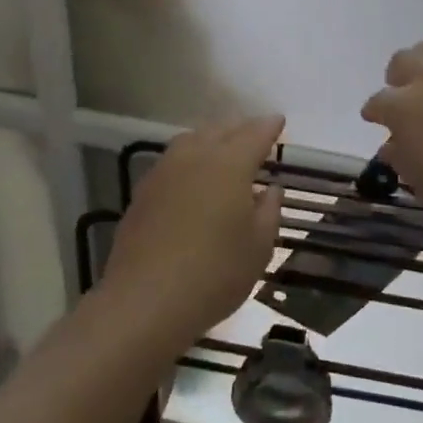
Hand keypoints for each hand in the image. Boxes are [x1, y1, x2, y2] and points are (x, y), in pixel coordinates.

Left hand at [103, 116, 285, 346]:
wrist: (145, 301)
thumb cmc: (214, 273)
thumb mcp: (259, 247)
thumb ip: (269, 210)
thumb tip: (270, 189)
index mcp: (230, 163)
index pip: (255, 133)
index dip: (269, 126)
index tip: (279, 122)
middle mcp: (196, 155)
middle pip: (222, 130)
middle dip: (241, 129)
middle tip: (256, 135)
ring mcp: (164, 170)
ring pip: (193, 140)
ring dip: (212, 139)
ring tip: (224, 150)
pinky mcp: (143, 191)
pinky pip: (173, 161)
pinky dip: (190, 159)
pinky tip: (193, 177)